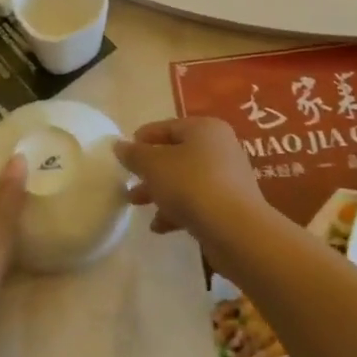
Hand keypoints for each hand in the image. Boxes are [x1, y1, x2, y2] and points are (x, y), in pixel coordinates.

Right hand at [116, 117, 264, 244]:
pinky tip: (159, 227)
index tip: (124, 153)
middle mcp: (219, 147)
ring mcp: (227, 177)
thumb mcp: (154, 166)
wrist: (236, 230)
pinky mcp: (229, 205)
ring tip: (137, 205)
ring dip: (160, 192)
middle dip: (150, 170)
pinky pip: (197, 201)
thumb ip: (134, 155)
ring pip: (185, 180)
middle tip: (128, 182)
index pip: (168, 127)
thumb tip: (119, 145)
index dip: (143, 138)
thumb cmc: (191, 185)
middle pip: (176, 154)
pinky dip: (177, 210)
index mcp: (204, 129)